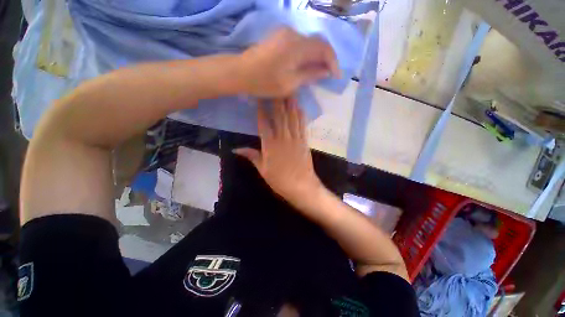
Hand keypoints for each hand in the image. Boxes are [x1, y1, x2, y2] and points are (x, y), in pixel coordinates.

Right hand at [233, 98, 322, 205]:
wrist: (302, 187)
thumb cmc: (280, 181)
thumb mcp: (263, 170)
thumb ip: (252, 157)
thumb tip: (236, 149)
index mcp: (270, 146)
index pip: (264, 124)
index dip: (261, 110)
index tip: (259, 99)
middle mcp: (283, 139)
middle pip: (279, 117)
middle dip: (277, 102)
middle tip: (276, 87)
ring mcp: (295, 139)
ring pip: (292, 119)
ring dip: (290, 105)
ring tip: (289, 92)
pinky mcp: (304, 142)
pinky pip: (302, 127)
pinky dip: (301, 116)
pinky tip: (300, 108)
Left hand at [237, 28, 339, 96]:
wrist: (241, 72)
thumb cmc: (265, 82)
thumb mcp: (290, 83)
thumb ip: (309, 75)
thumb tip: (325, 71)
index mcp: (297, 46)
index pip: (324, 48)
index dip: (333, 62)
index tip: (336, 76)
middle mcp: (293, 34)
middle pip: (317, 43)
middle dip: (326, 59)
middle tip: (329, 74)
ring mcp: (285, 33)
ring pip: (309, 43)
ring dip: (316, 56)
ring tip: (318, 71)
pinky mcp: (279, 36)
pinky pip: (299, 43)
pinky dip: (306, 54)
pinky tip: (306, 64)